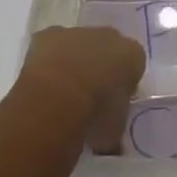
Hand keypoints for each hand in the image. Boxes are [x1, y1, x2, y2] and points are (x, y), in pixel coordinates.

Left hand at [18, 26, 144, 153]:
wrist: (57, 98)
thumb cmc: (95, 115)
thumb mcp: (114, 134)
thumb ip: (115, 132)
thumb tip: (110, 144)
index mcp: (132, 55)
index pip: (134, 66)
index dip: (124, 85)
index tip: (113, 106)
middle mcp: (108, 35)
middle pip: (107, 50)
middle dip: (100, 68)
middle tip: (89, 98)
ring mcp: (78, 32)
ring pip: (79, 45)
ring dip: (74, 64)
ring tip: (62, 96)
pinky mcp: (49, 34)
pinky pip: (52, 46)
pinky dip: (49, 62)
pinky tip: (42, 86)